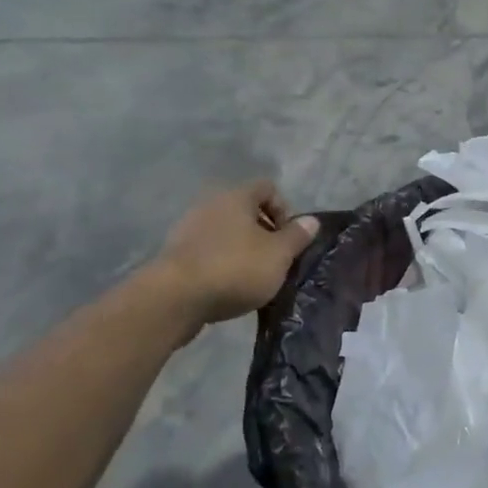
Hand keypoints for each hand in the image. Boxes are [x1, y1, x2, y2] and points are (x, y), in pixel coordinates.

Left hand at [153, 181, 319, 324]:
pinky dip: (222, 263)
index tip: (290, 238)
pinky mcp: (176, 254)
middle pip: (245, 210)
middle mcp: (210, 204)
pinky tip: (229, 287)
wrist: (175, 299)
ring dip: (243, 249)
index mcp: (236, 197)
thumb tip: (311, 221)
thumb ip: (297, 236)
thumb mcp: (278, 255)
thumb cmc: (235, 268)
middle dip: (264, 233)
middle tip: (275, 260)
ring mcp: (188, 229)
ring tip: (254, 277)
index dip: (285, 209)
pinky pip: (208, 251)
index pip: (268, 188)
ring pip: (226, 232)